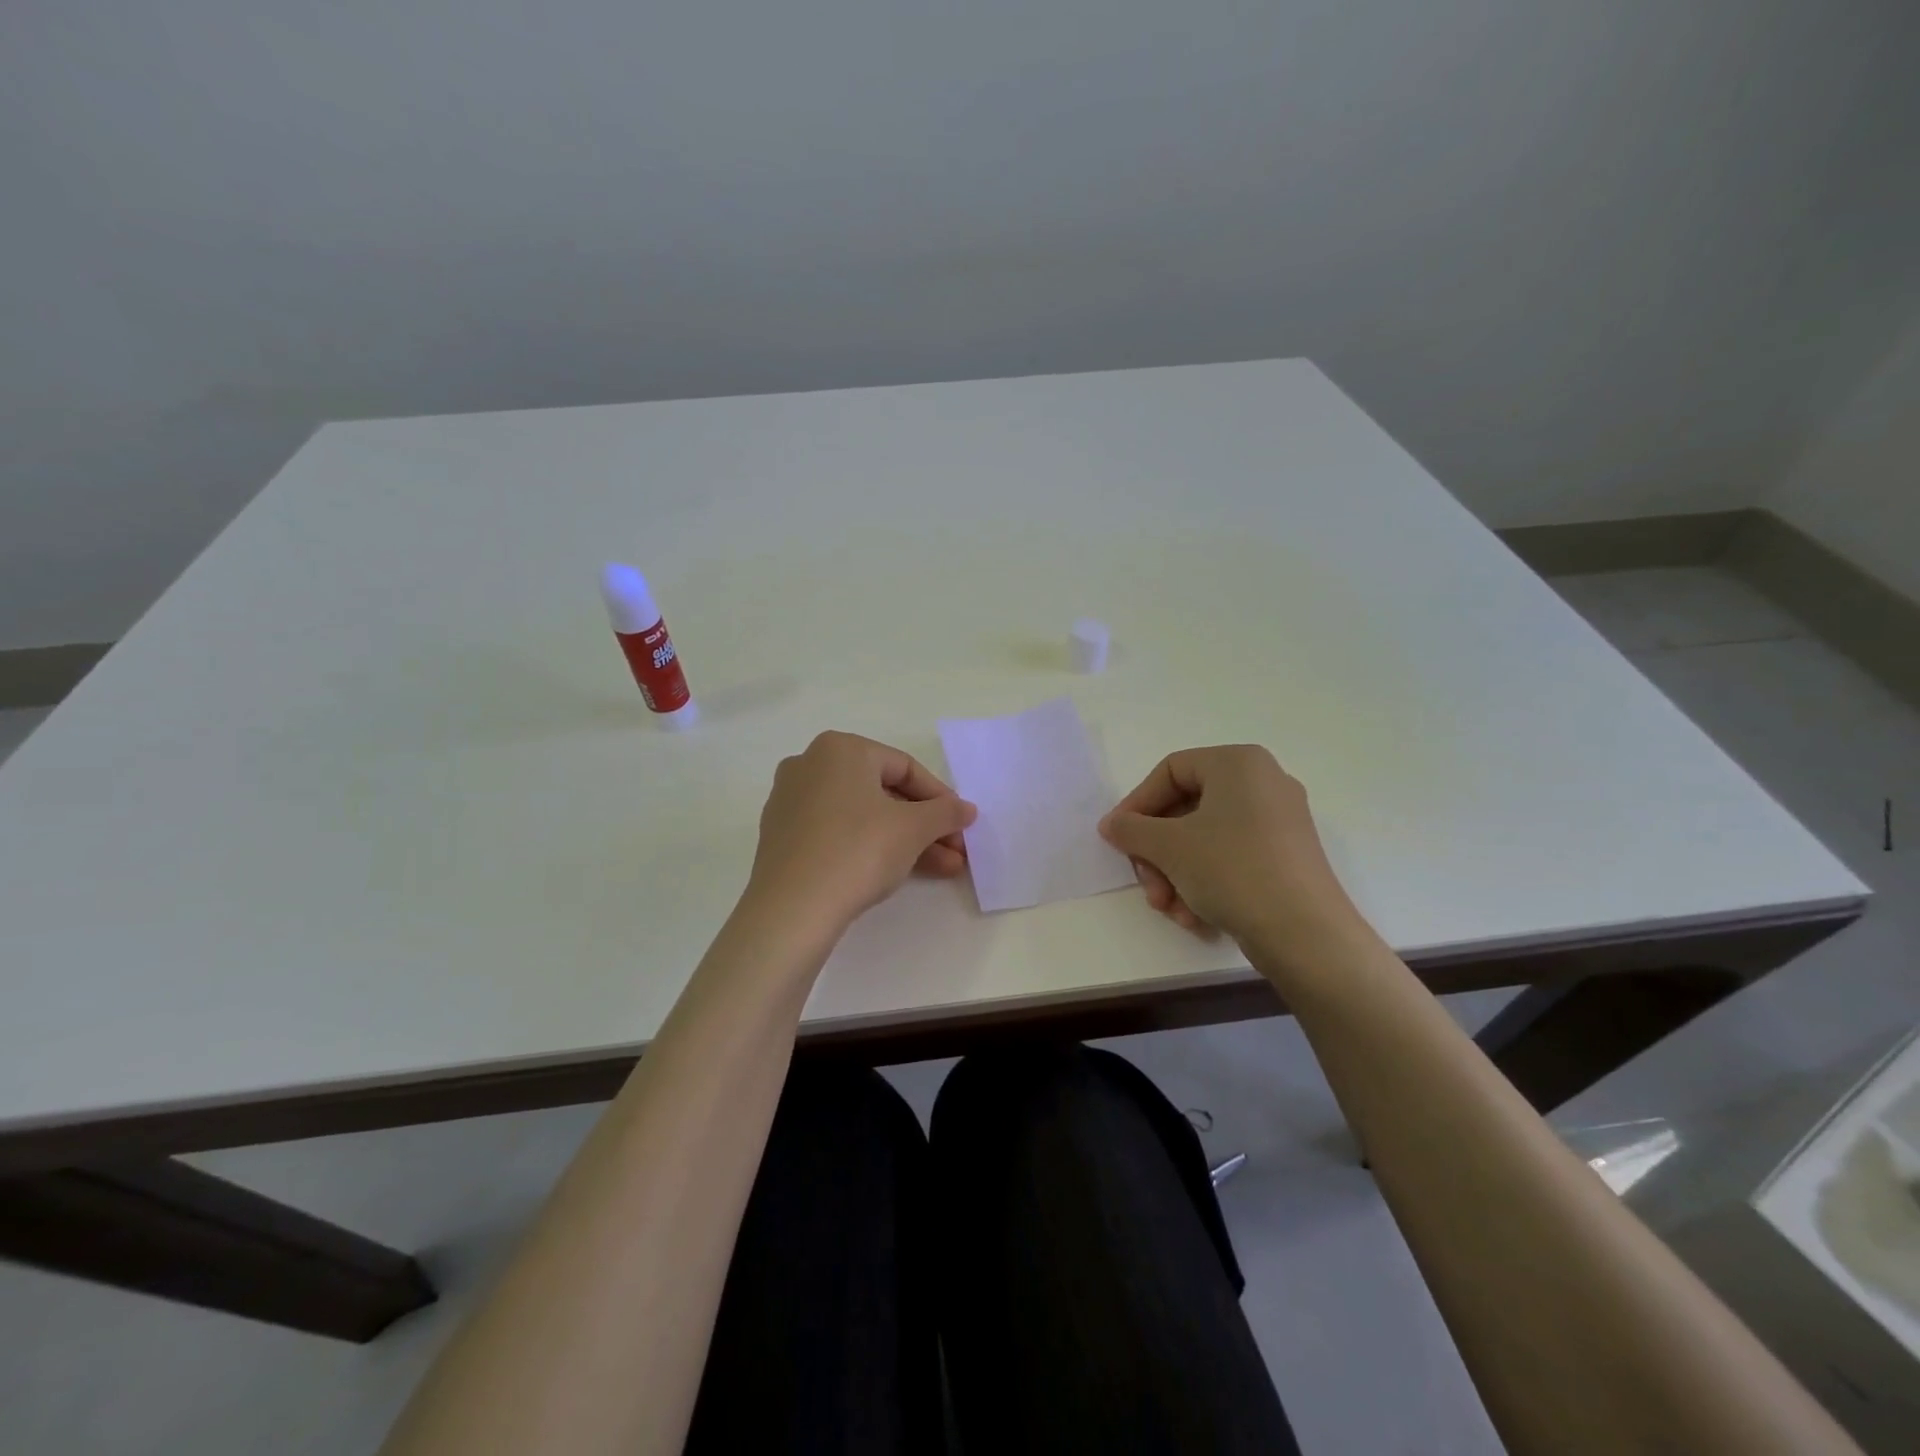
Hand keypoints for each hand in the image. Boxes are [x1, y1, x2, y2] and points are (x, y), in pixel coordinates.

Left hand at [746, 731, 976, 932]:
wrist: (792, 909)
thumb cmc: (858, 851)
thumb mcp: (913, 829)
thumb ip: (945, 813)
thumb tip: (966, 809)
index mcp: (840, 749)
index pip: (905, 768)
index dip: (940, 798)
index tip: (962, 825)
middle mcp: (810, 765)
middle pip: (883, 792)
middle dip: (925, 825)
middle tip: (955, 851)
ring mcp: (791, 802)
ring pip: (862, 816)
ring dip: (905, 840)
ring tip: (943, 869)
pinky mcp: (782, 837)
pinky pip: (837, 833)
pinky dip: (869, 847)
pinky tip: (898, 872)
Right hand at [1098, 745, 1359, 955]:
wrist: (1306, 934)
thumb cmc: (1232, 870)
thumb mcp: (1169, 847)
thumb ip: (1131, 829)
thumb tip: (1111, 825)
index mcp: (1239, 763)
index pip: (1170, 770)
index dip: (1137, 804)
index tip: (1118, 838)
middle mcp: (1263, 783)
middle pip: (1186, 809)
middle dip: (1158, 852)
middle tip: (1147, 885)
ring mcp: (1279, 821)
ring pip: (1205, 839)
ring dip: (1176, 874)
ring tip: (1170, 909)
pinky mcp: (1286, 857)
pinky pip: (1231, 858)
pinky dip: (1205, 883)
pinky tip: (1194, 917)